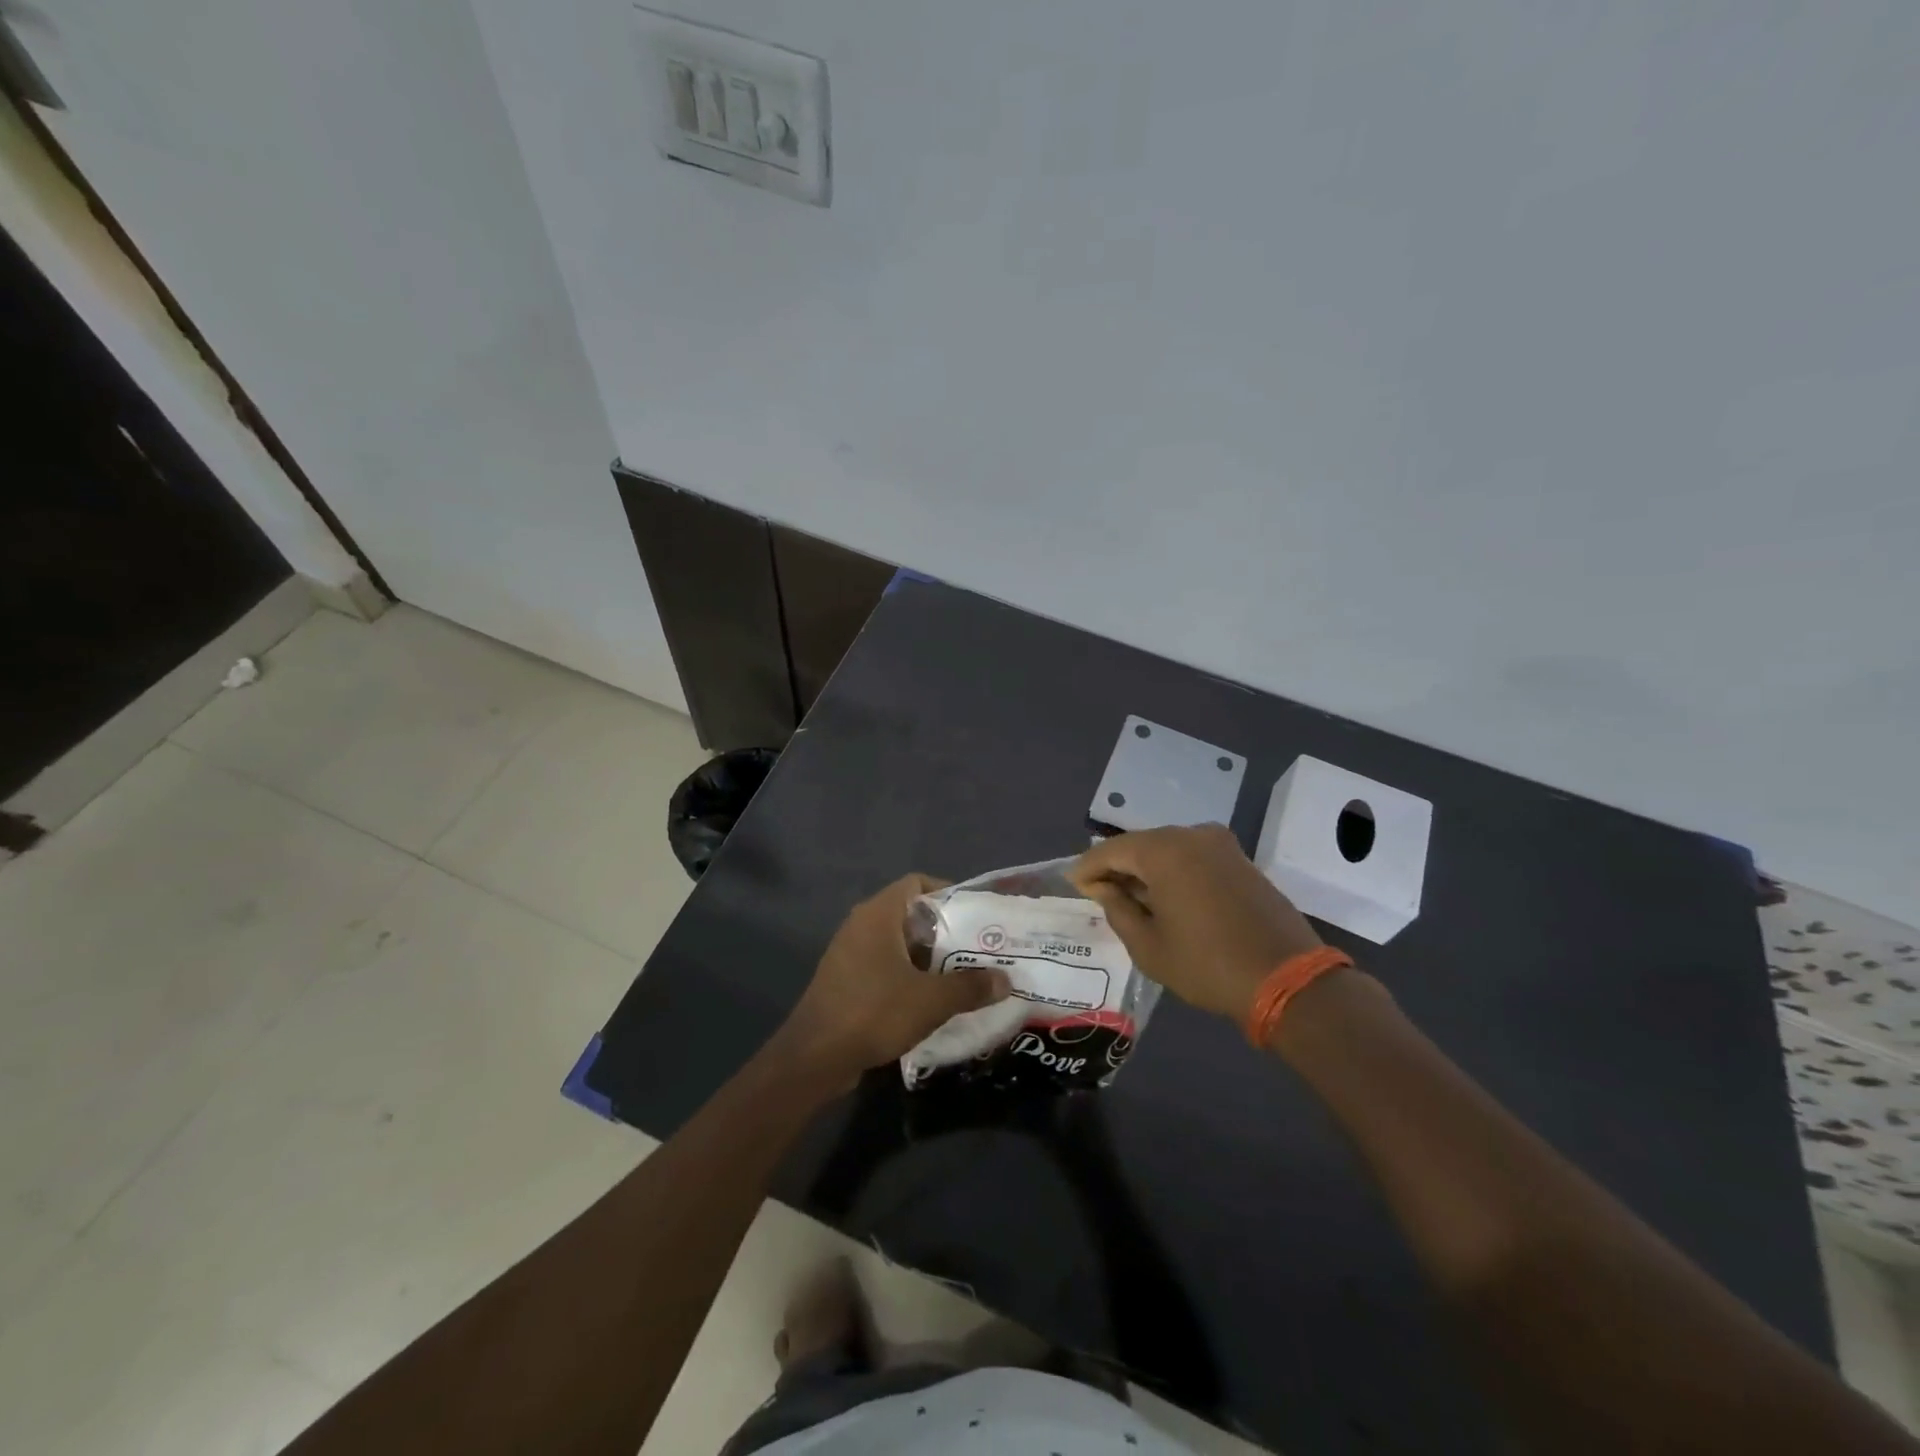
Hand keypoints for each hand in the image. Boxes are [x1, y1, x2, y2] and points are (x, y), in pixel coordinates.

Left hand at [778, 874, 1012, 1087]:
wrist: (815, 1058)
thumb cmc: (874, 1012)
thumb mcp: (932, 1000)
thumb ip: (971, 986)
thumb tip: (1006, 980)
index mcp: (878, 914)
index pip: (916, 884)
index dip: (948, 893)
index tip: (975, 915)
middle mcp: (861, 925)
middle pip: (910, 915)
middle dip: (944, 931)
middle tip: (977, 949)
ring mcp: (849, 953)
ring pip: (897, 944)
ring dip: (927, 958)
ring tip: (962, 975)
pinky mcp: (844, 980)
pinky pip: (883, 966)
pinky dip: (907, 976)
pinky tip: (930, 1000)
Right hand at [1068, 824, 1322, 1023]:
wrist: (1288, 979)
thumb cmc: (1207, 964)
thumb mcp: (1148, 946)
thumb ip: (1118, 909)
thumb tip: (1105, 888)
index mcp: (1164, 850)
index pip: (1111, 850)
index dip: (1087, 867)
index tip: (1072, 885)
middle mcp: (1191, 835)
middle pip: (1140, 845)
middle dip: (1117, 866)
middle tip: (1098, 892)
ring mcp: (1221, 845)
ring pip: (1168, 849)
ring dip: (1146, 869)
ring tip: (1130, 898)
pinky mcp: (1241, 860)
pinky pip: (1193, 857)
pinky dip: (1173, 872)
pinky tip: (1166, 897)